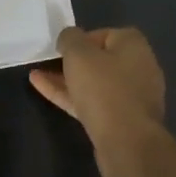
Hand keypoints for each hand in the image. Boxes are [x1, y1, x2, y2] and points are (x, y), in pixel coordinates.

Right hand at [29, 26, 166, 176]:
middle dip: (72, 61)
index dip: (80, 39)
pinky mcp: (121, 120)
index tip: (61, 48)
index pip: (104, 34)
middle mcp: (138, 67)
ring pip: (94, 83)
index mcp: (134, 46)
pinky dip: (70, 96)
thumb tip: (69, 37)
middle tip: (48, 63)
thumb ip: (70, 38)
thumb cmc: (104, 89)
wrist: (127, 142)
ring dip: (67, 79)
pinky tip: (44, 91)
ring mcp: (131, 96)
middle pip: (100, 59)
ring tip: (37, 76)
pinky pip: (93, 102)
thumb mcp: (79, 54)